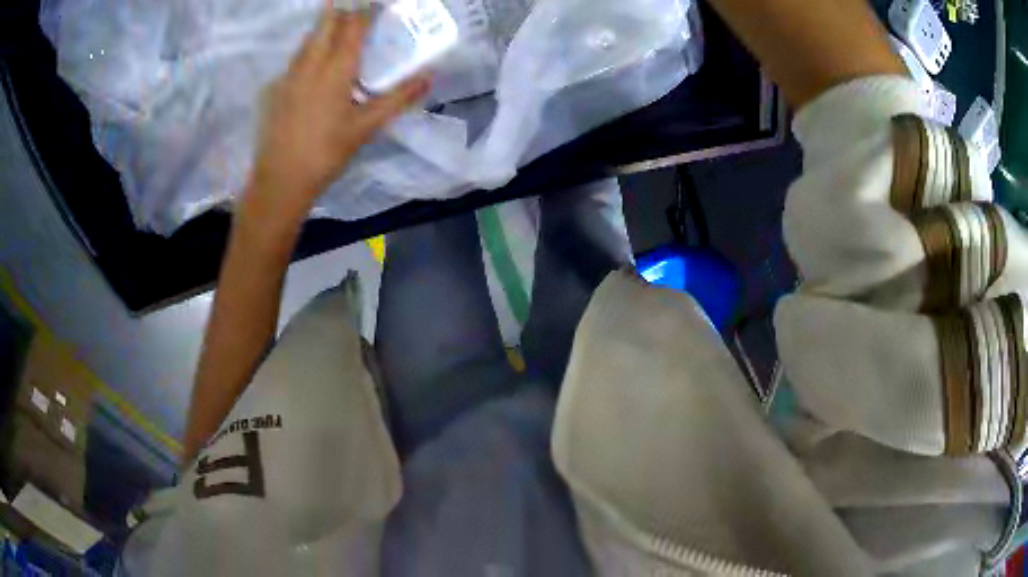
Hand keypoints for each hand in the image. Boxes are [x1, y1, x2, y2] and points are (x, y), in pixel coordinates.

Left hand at [244, 4, 430, 225]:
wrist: (280, 180)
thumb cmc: (327, 153)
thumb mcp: (367, 127)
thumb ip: (398, 98)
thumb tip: (429, 77)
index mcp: (336, 70)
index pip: (353, 26)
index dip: (366, 10)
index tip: (376, 5)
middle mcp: (310, 64)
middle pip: (326, 24)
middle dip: (341, 11)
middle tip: (353, 9)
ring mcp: (288, 76)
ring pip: (307, 40)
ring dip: (323, 30)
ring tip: (336, 32)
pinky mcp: (274, 90)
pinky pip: (294, 61)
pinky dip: (308, 54)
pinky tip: (313, 70)